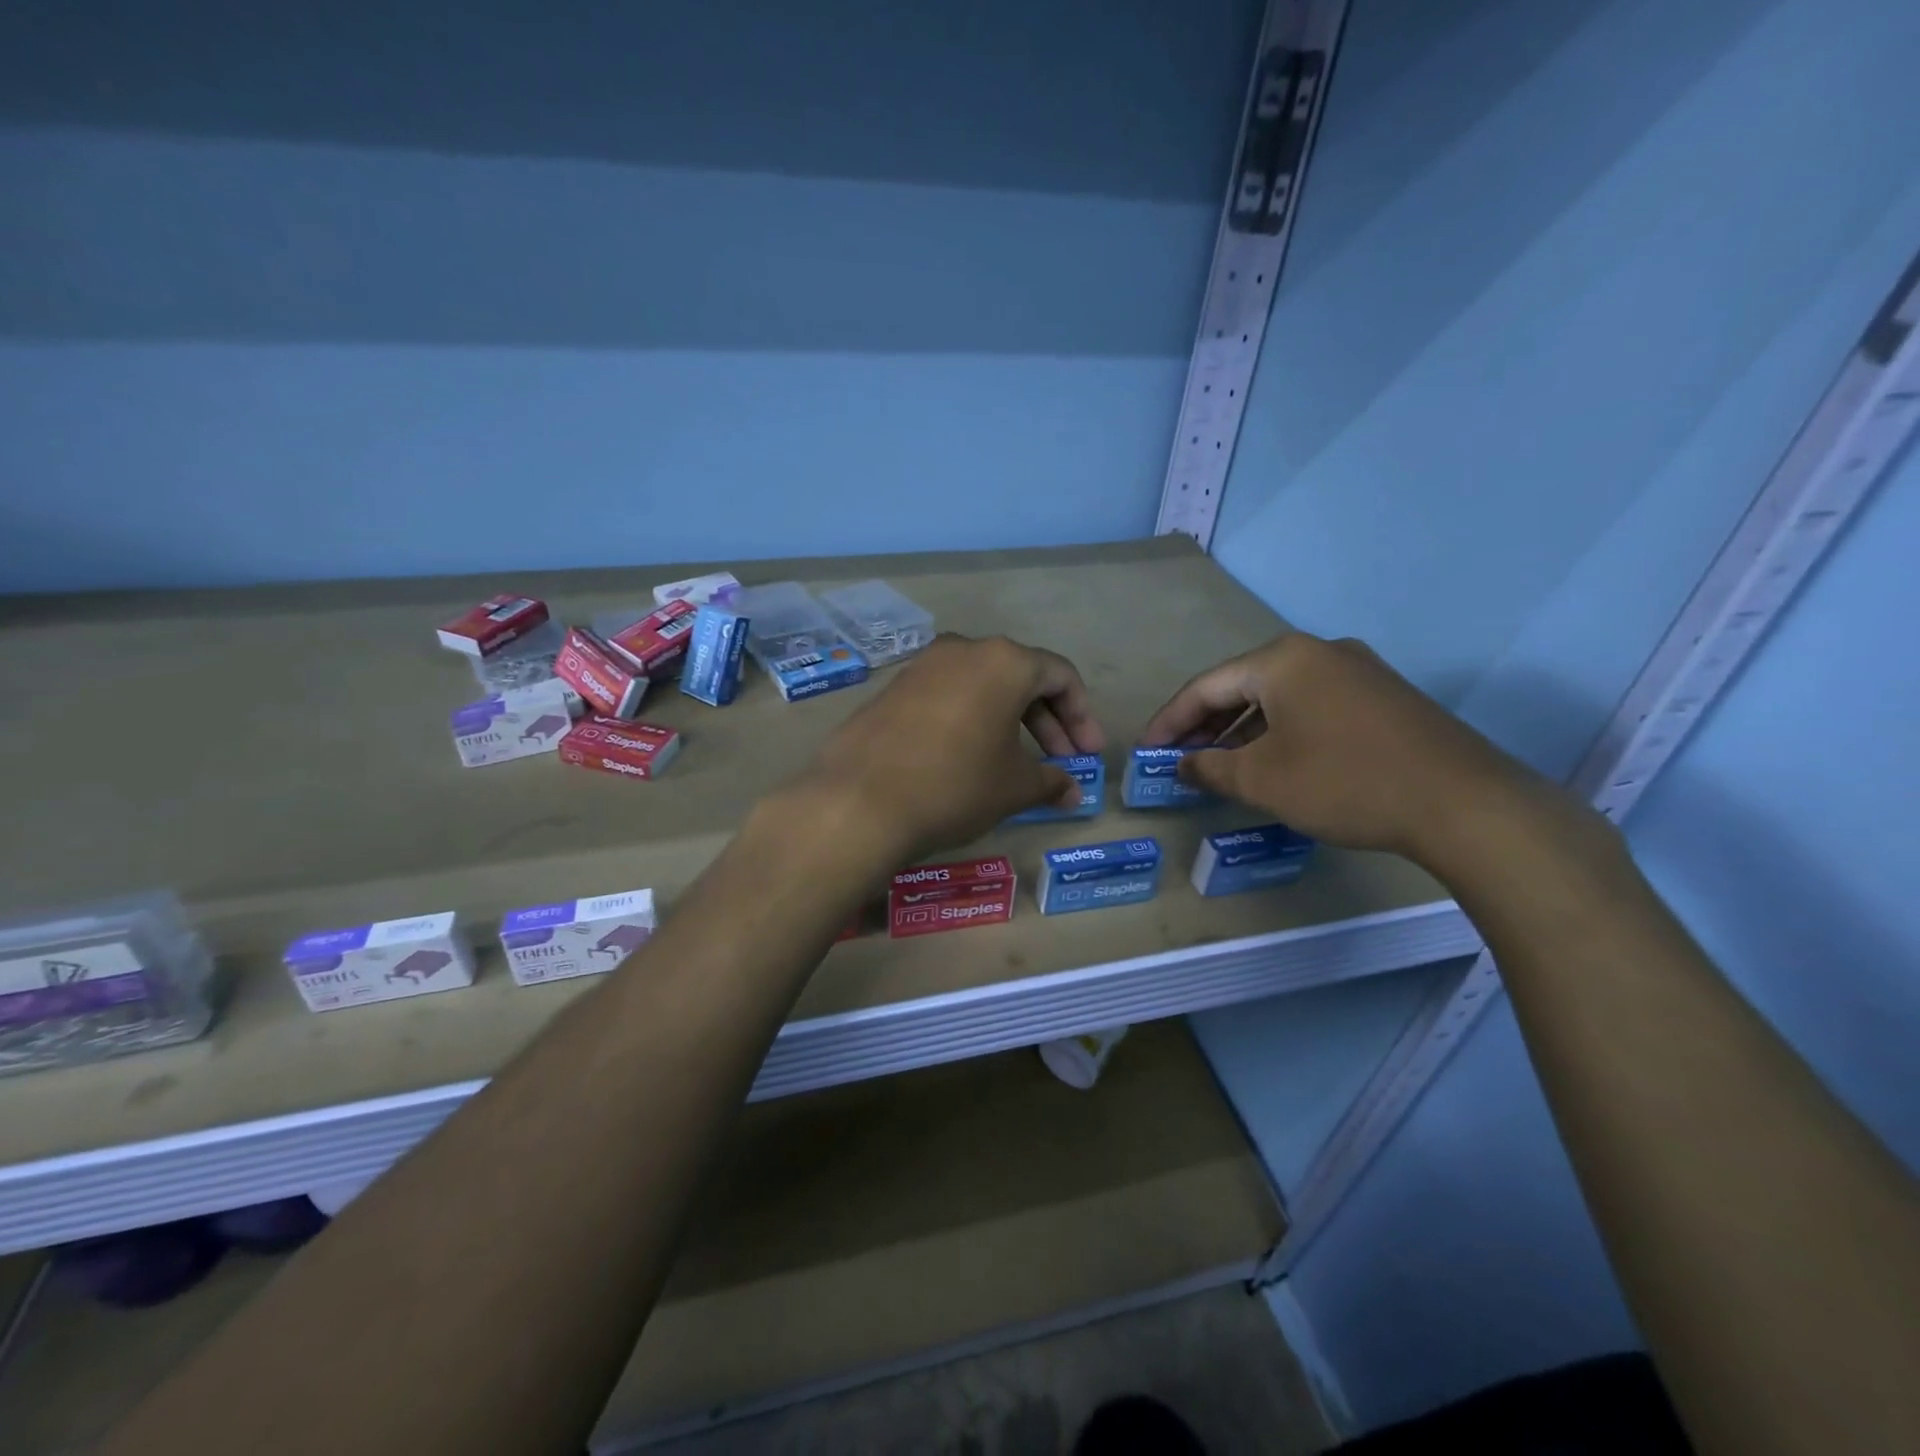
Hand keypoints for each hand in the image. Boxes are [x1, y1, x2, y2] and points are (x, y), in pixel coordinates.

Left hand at [801, 634, 1105, 862]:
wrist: (859, 800)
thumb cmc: (955, 785)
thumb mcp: (1013, 787)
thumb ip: (1051, 781)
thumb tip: (1072, 792)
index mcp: (1004, 661)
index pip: (1060, 676)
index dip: (1082, 716)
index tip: (1088, 755)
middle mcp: (964, 650)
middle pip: (1021, 678)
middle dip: (1048, 722)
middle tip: (1062, 763)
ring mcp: (923, 666)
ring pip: (982, 687)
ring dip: (1009, 722)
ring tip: (1017, 765)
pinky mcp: (893, 689)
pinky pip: (948, 697)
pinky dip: (971, 721)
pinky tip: (969, 758)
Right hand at [1142, 633, 1550, 866]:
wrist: (1464, 804)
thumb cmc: (1345, 782)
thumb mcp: (1262, 780)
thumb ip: (1210, 768)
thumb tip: (1182, 765)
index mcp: (1282, 659)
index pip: (1205, 686)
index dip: (1169, 721)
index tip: (1146, 751)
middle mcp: (1319, 652)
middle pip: (1242, 686)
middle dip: (1205, 725)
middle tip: (1179, 759)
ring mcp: (1358, 671)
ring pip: (1278, 697)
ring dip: (1242, 730)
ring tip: (1219, 764)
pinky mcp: (1383, 698)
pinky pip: (1311, 707)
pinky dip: (1280, 731)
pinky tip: (1273, 761)